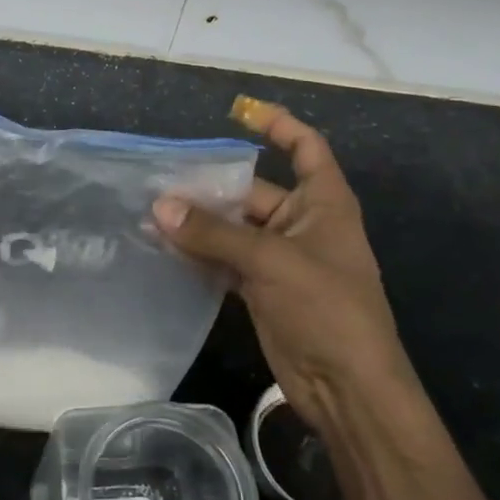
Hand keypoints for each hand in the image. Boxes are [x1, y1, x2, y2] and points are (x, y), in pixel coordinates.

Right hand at [153, 105, 425, 449]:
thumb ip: (214, 233)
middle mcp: (303, 224)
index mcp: (324, 203)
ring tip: (152, 214)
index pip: (305, 147)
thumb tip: (161, 207)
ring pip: (234, 229)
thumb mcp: (271, 261)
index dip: (278, 125)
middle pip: (253, 191)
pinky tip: (166, 250)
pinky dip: (201, 255)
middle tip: (160, 184)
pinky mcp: (262, 289)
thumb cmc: (325, 308)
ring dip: (200, 224)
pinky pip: (226, 260)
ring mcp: (281, 259)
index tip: (239, 112)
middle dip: (211, 188)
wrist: (346, 387)